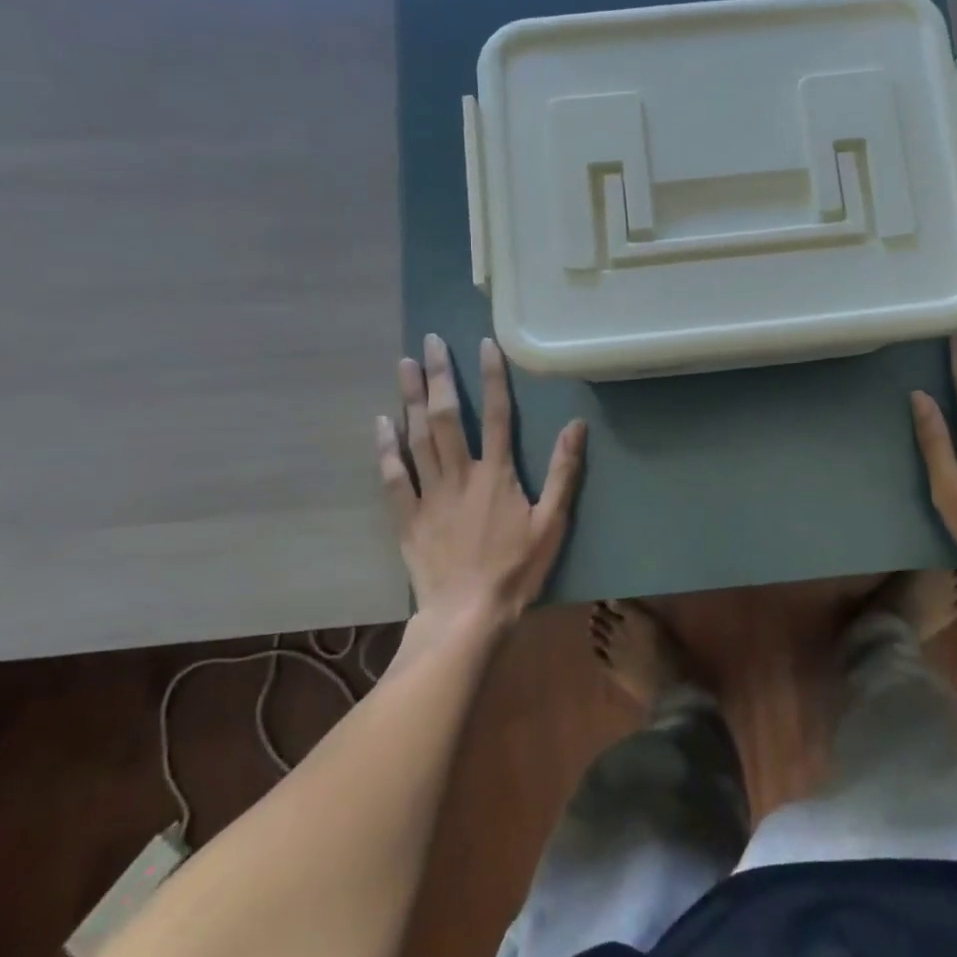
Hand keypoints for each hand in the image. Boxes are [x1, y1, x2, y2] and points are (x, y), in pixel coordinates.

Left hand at [379, 334, 586, 627]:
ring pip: (417, 437)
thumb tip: (576, 425)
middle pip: (447, 416)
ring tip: (404, 365)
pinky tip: (380, 422)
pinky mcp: (407, 517)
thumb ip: (563, 472)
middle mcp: (460, 474)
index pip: (496, 414)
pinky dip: (385, 448)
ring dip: (410, 399)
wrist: (468, 615)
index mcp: (497, 474)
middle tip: (429, 341)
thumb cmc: (517, 569)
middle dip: (439, 376)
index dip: (491, 377)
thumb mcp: (553, 522)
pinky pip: (392, 476)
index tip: (483, 344)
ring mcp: (429, 494)